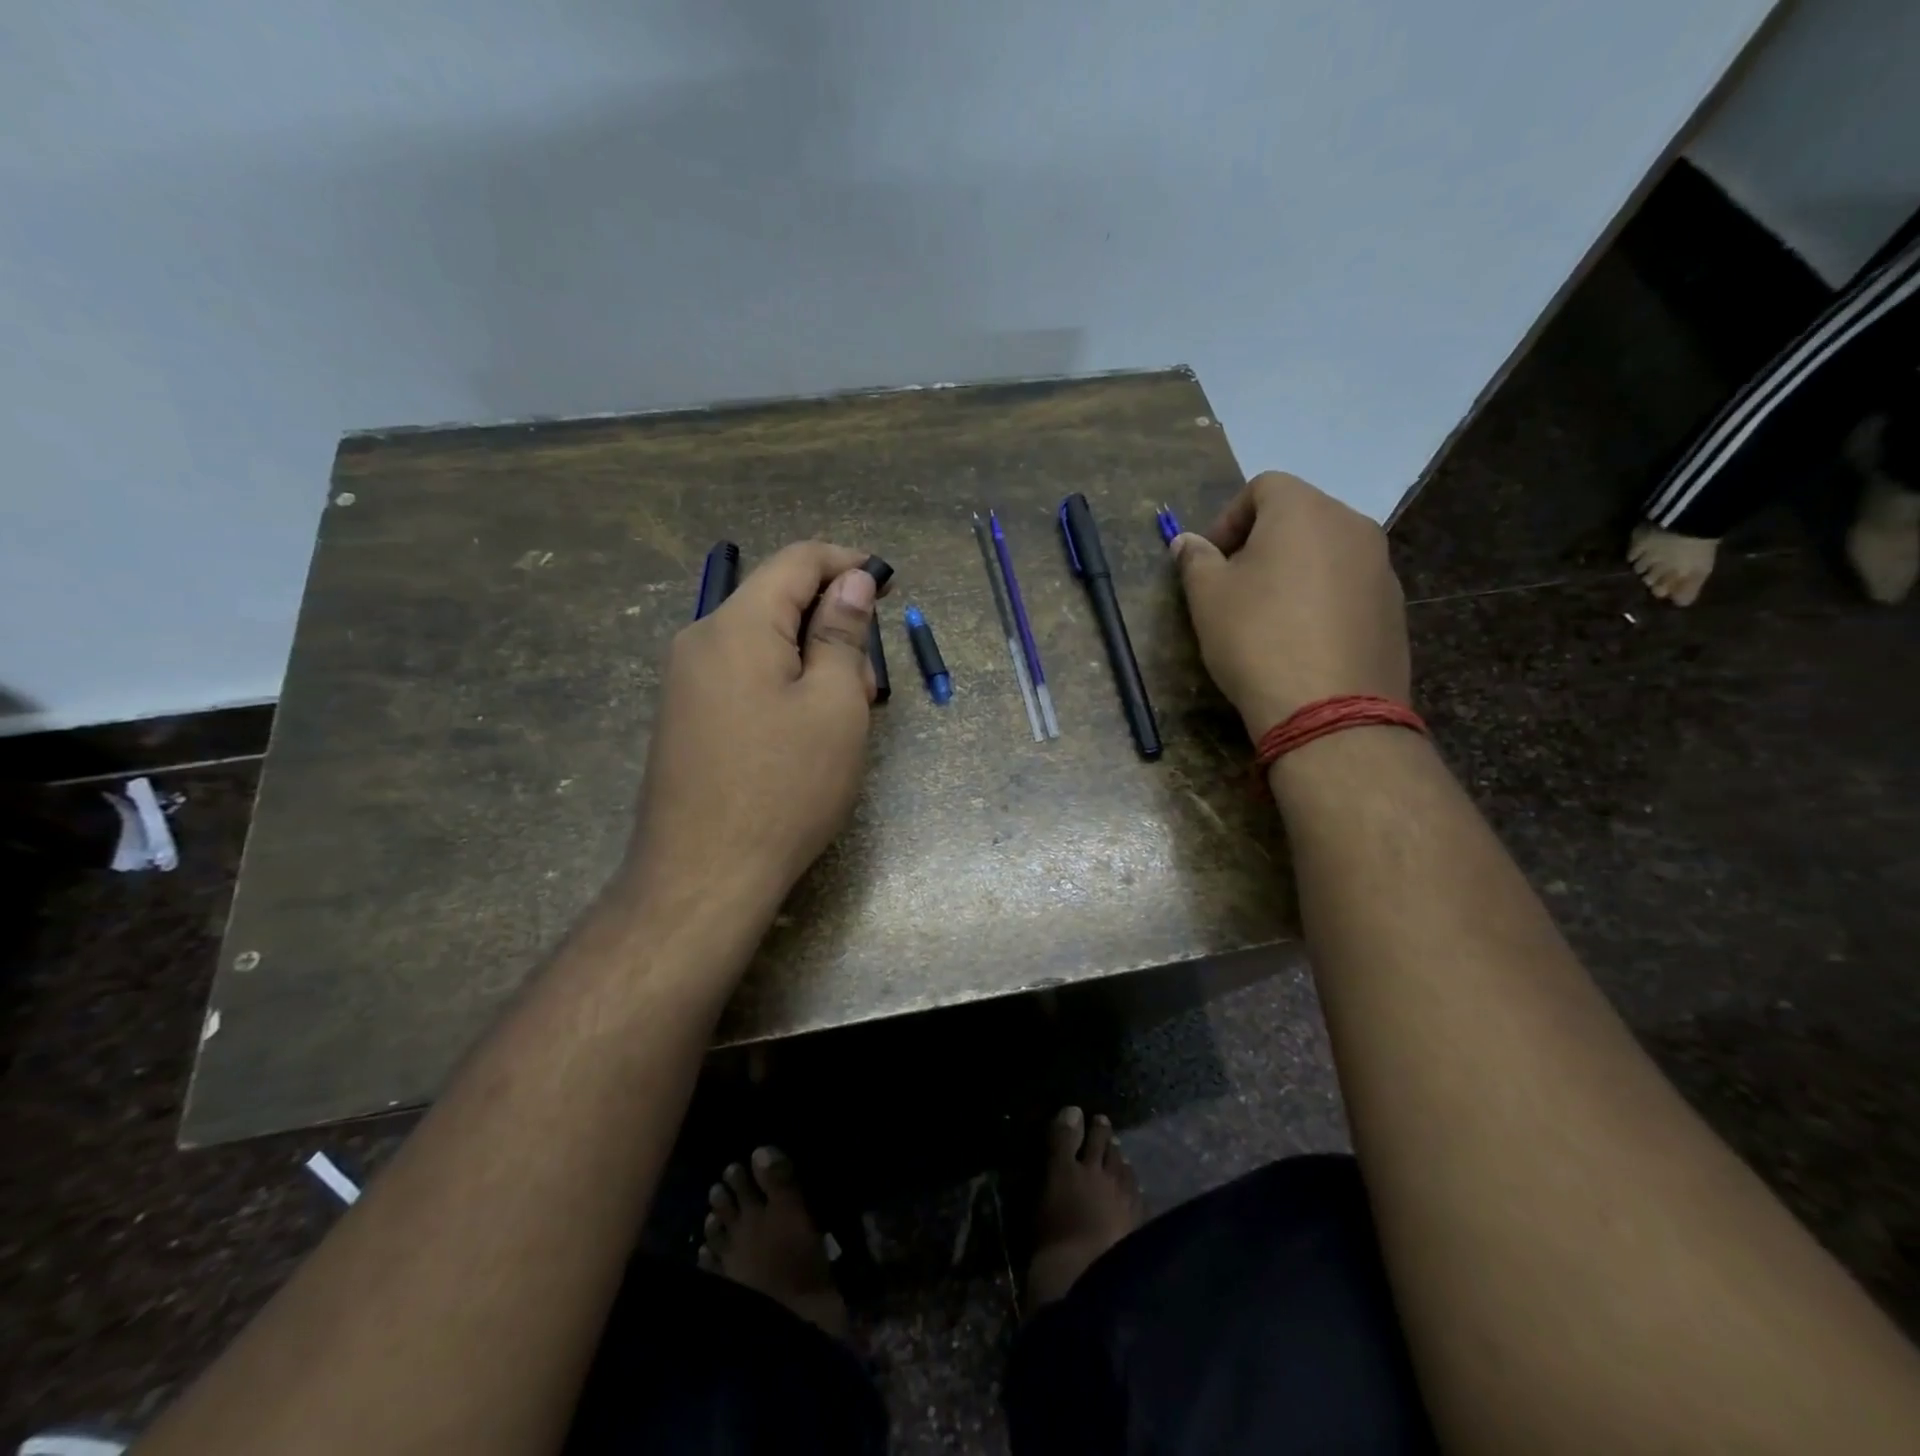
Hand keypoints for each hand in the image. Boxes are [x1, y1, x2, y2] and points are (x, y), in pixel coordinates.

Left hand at [622, 541, 886, 923]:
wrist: (703, 876)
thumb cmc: (784, 787)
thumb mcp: (834, 706)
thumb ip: (842, 634)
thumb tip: (851, 581)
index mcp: (736, 625)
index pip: (796, 561)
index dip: (846, 562)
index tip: (887, 582)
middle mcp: (701, 640)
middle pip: (777, 603)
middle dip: (832, 626)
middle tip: (868, 685)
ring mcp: (686, 682)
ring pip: (763, 644)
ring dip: (812, 662)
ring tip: (842, 719)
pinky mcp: (686, 718)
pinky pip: (744, 678)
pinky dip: (784, 686)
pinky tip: (805, 734)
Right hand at [1173, 471, 1408, 736]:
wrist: (1328, 709)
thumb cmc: (1256, 638)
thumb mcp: (1207, 597)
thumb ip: (1195, 559)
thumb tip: (1187, 542)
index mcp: (1304, 510)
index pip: (1263, 486)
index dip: (1228, 518)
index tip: (1211, 560)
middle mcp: (1352, 525)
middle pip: (1299, 516)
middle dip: (1261, 543)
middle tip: (1235, 587)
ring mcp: (1381, 566)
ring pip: (1326, 552)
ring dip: (1294, 571)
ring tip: (1270, 618)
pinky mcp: (1394, 607)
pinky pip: (1348, 587)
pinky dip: (1322, 599)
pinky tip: (1303, 641)